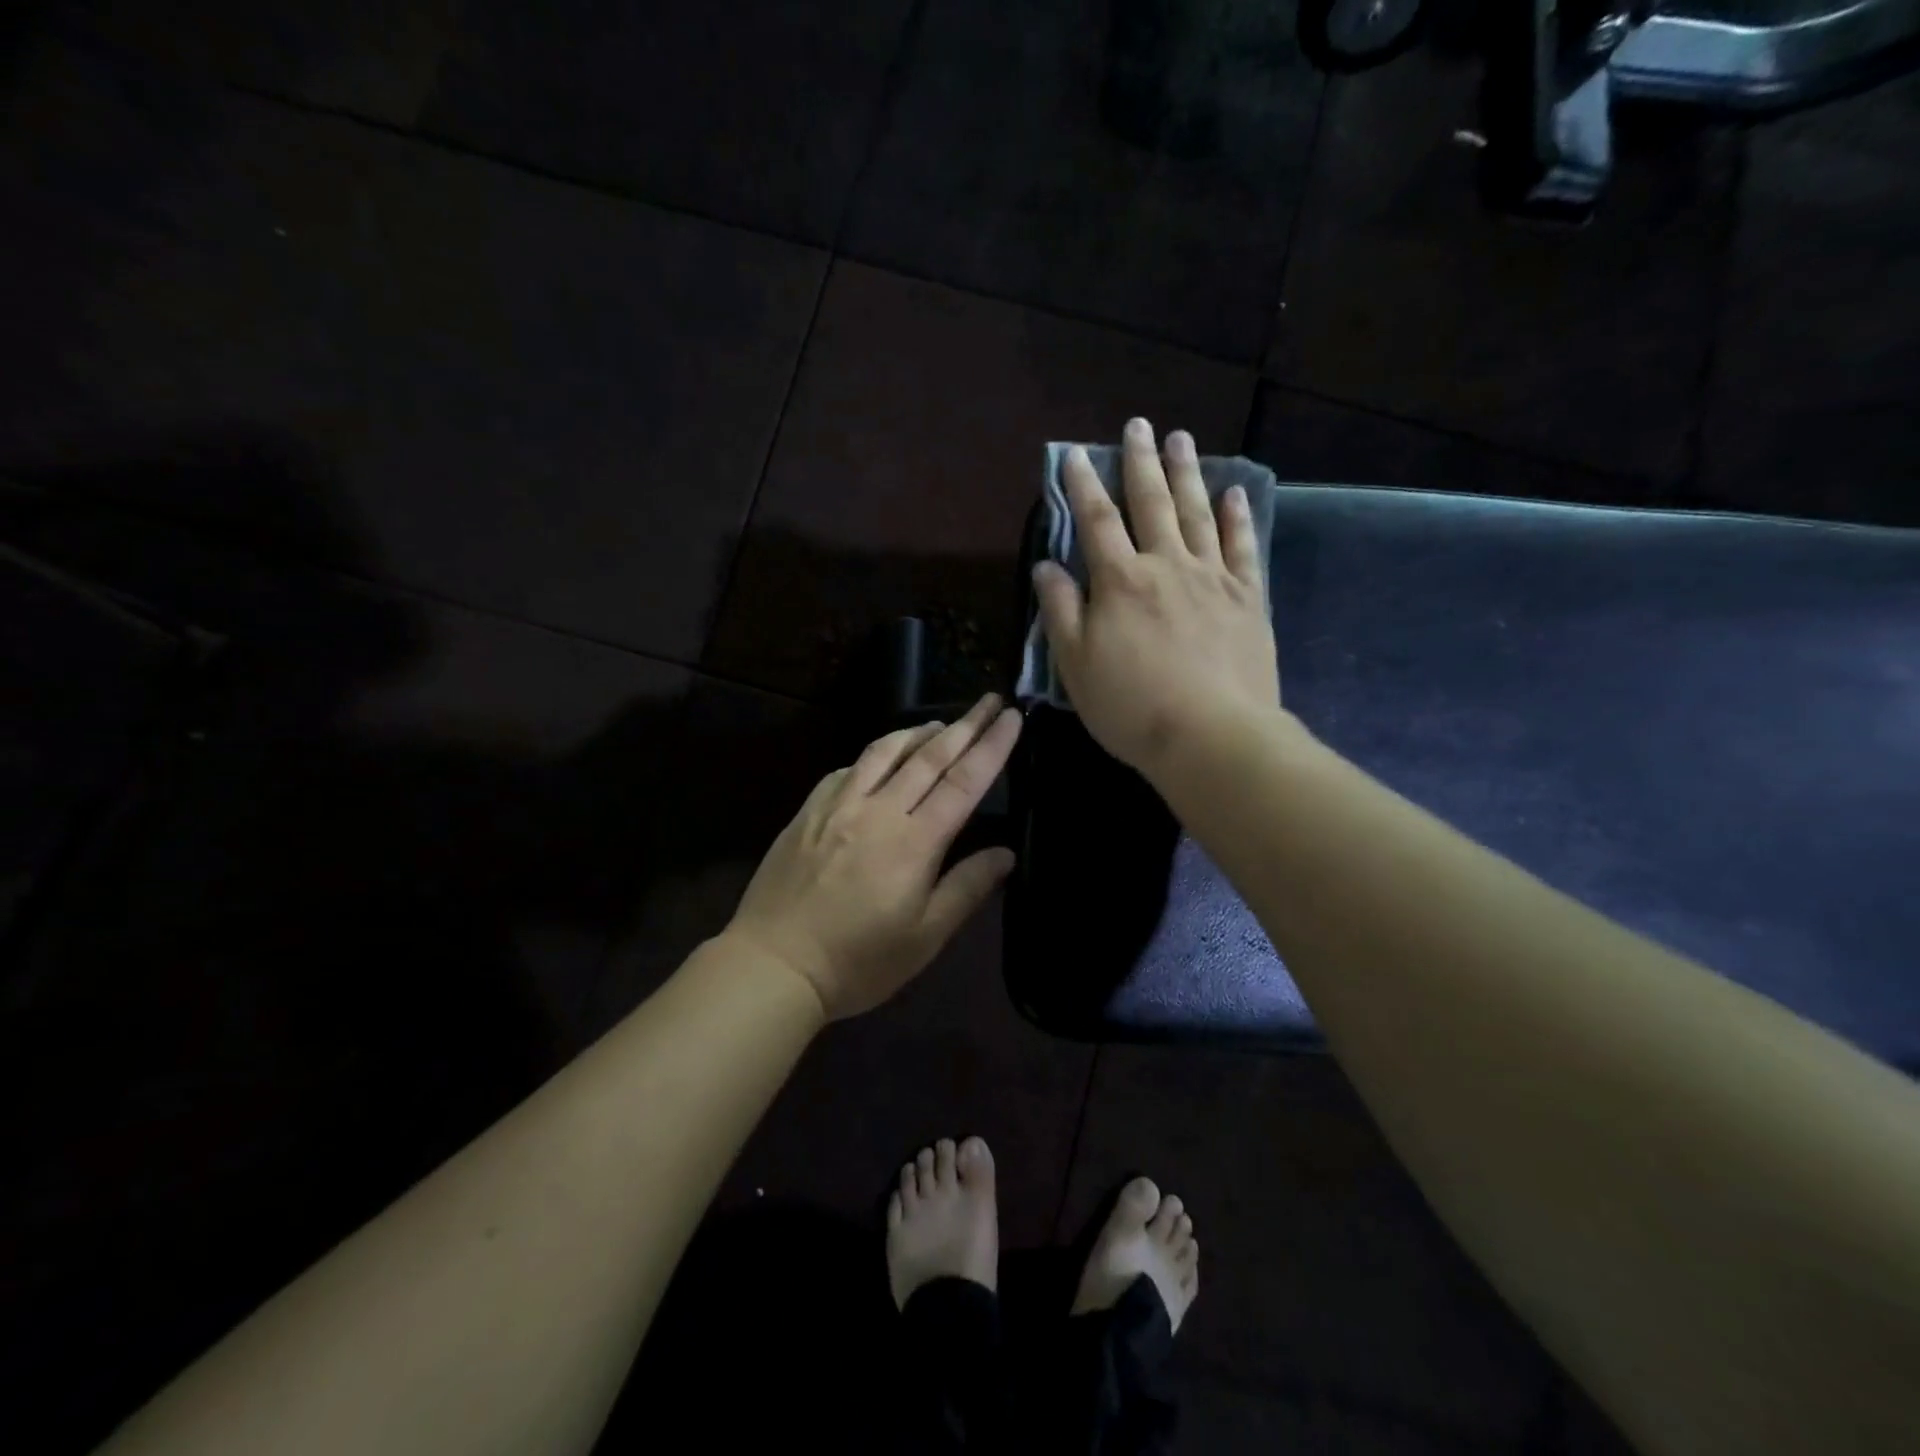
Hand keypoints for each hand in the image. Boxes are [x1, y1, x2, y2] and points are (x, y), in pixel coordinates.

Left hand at [726, 694, 1021, 1019]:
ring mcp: (838, 805)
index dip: (991, 746)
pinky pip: (846, 769)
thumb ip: (967, 888)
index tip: (1011, 717)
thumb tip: (1005, 853)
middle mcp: (878, 810)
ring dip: (917, 732)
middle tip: (988, 699)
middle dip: (965, 725)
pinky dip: (873, 756)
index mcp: (914, 841)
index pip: (963, 782)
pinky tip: (879, 759)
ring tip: (940, 724)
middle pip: (929, 756)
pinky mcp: (808, 811)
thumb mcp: (924, 937)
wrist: (774, 963)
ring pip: (884, 752)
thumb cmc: (858, 960)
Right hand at [1033, 419, 1280, 777]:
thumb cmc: (1131, 706)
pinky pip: (1242, 547)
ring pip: (1197, 513)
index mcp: (1120, 582)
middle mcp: (1166, 566)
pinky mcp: (1248, 599)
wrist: (1211, 736)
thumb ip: (1061, 610)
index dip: (1082, 485)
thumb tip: (1046, 565)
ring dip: (1187, 474)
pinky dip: (1238, 518)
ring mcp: (1212, 578)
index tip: (1075, 454)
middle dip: (1140, 463)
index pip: (1096, 521)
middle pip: (1151, 503)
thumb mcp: (1076, 665)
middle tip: (1139, 425)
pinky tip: (1235, 493)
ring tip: (1180, 439)